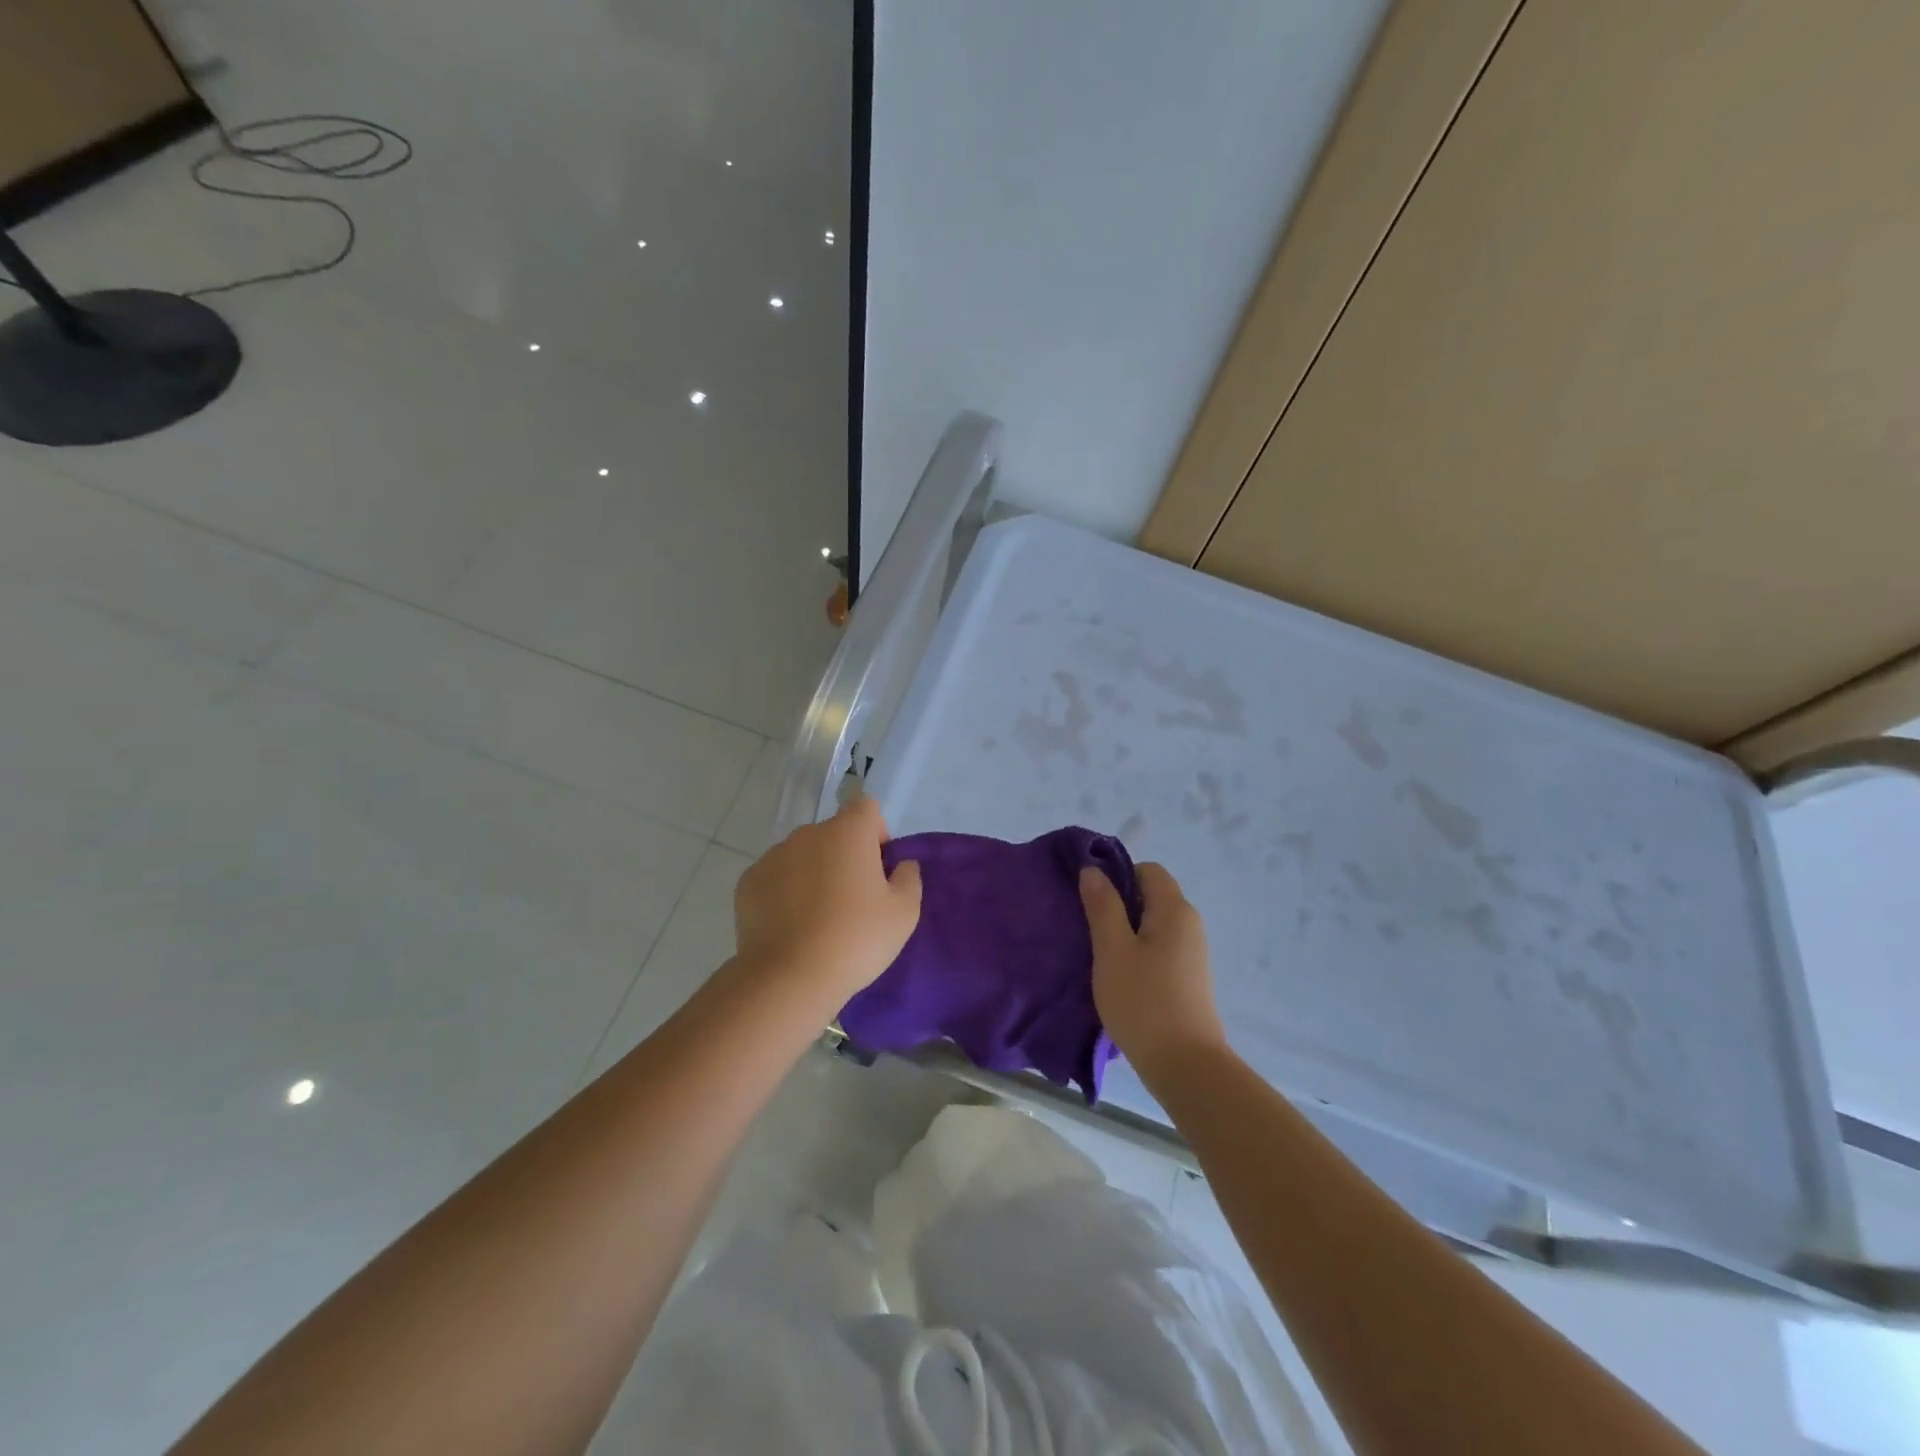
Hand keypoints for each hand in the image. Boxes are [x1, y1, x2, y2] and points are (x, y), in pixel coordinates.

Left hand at [733, 796, 921, 1007]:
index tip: (878, 868)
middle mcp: (808, 834)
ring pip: (803, 855)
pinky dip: (785, 892)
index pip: (865, 808)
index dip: (876, 832)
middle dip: (844, 856)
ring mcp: (773, 856)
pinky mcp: (748, 882)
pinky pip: (776, 878)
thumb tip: (901, 864)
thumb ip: (909, 878)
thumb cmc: (856, 939)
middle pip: (833, 833)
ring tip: (818, 918)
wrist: (789, 978)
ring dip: (813, 873)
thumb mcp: (904, 913)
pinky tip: (791, 927)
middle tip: (853, 900)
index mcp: (848, 832)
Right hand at [1080, 862, 1225, 1079]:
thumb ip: (1103, 906)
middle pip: (1151, 896)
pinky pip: (1159, 948)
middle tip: (1088, 927)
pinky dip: (1137, 953)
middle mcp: (1189, 924)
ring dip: (1125, 932)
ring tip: (1099, 955)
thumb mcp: (1112, 950)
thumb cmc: (1143, 1001)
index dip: (1117, 876)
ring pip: (1152, 925)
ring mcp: (1192, 953)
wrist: (1185, 1066)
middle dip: (1118, 905)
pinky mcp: (1188, 978)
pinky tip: (1118, 977)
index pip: (1147, 870)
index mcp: (1174, 909)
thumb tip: (1093, 871)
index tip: (1090, 899)